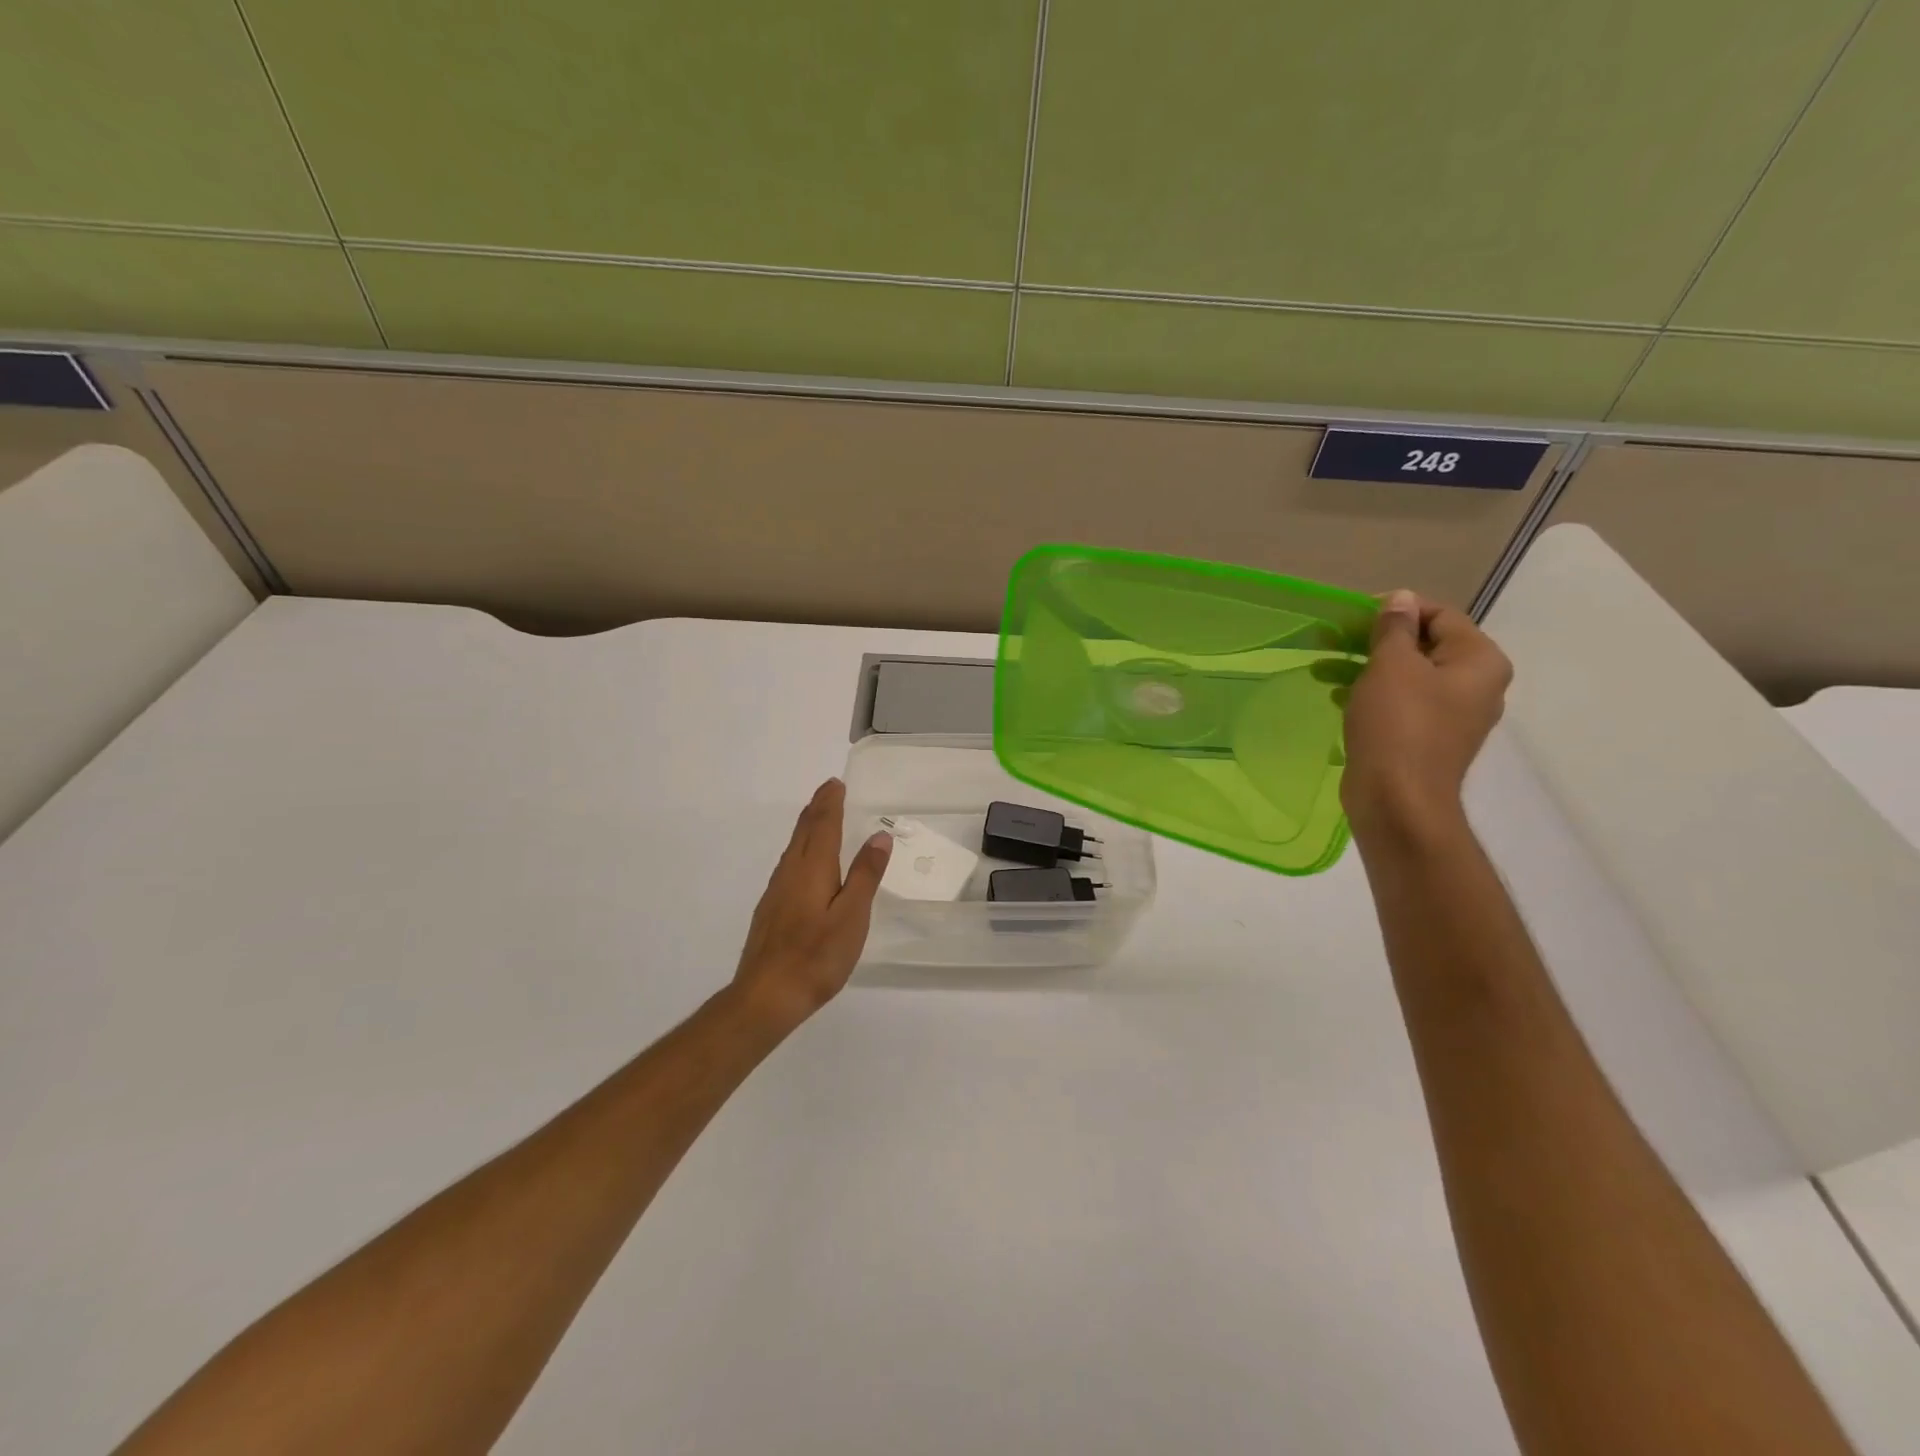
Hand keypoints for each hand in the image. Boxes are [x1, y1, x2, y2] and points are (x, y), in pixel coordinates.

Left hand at [729, 778, 891, 1035]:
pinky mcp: (770, 910)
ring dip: (808, 827)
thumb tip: (878, 835)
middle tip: (828, 790)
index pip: (823, 825)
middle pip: (804, 831)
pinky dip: (800, 850)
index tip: (836, 783)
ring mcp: (776, 892)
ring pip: (794, 848)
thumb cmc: (816, 956)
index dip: (831, 803)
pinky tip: (803, 863)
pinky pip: (788, 865)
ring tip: (818, 817)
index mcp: (813, 869)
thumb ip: (865, 875)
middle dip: (817, 808)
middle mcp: (790, 873)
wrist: (766, 996)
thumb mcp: (852, 916)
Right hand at [1341, 590, 1512, 840]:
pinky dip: (1372, 696)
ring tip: (1324, 671)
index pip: (1440, 616)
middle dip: (1375, 642)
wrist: (1398, 801)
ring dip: (1366, 669)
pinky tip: (1339, 699)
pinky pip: (1402, 705)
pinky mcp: (1429, 740)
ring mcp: (1454, 716)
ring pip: (1409, 677)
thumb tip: (1401, 600)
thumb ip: (1395, 628)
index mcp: (1480, 661)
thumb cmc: (1398, 725)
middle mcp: (1477, 686)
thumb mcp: (1391, 666)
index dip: (1396, 610)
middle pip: (1424, 646)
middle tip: (1333, 641)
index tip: (1352, 617)